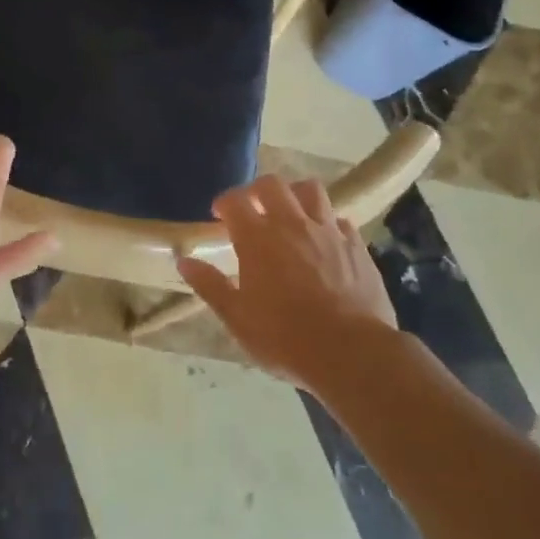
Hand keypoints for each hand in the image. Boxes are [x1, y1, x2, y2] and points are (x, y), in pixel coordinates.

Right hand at [177, 174, 396, 384]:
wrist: (351, 353)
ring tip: (290, 213)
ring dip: (295, 195)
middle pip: (272, 185)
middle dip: (257, 190)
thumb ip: (210, 285)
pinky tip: (323, 240)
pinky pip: (339, 219)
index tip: (219, 215)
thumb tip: (184, 260)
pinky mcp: (355, 244)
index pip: (234, 201)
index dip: (223, 203)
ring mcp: (327, 231)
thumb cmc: (285, 338)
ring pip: (310, 190)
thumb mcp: (237, 318)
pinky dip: (326, 223)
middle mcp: (291, 224)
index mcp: (257, 238)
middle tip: (252, 209)